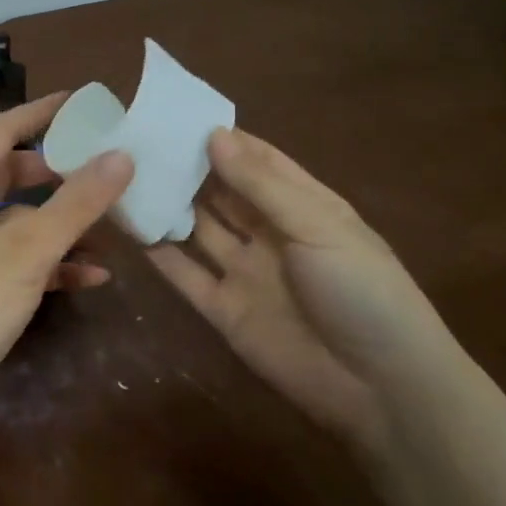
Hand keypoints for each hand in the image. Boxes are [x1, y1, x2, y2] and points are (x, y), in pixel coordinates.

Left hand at [0, 93, 134, 452]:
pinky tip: (92, 276)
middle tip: (102, 164)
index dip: (41, 112)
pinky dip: (50, 263)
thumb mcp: (28, 248)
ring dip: (60, 222)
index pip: (2, 130)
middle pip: (10, 173)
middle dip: (56, 170)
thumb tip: (121, 155)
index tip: (82, 102)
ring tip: (111, 223)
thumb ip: (77, 202)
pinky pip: (15, 260)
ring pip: (17, 220)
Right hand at [148, 127, 457, 449]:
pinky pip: (185, 274)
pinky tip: (130, 226)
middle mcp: (270, 233)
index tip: (176, 115)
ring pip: (198, 228)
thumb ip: (262, 185)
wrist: (381, 390)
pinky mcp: (224, 310)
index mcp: (303, 205)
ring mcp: (245, 271)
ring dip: (169, 204)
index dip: (223, 138)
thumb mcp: (318, 226)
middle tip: (139, 140)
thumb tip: (213, 135)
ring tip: (124, 175)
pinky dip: (159, 252)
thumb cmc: (362, 291)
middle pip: (222, 192)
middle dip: (188, 167)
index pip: (258, 160)